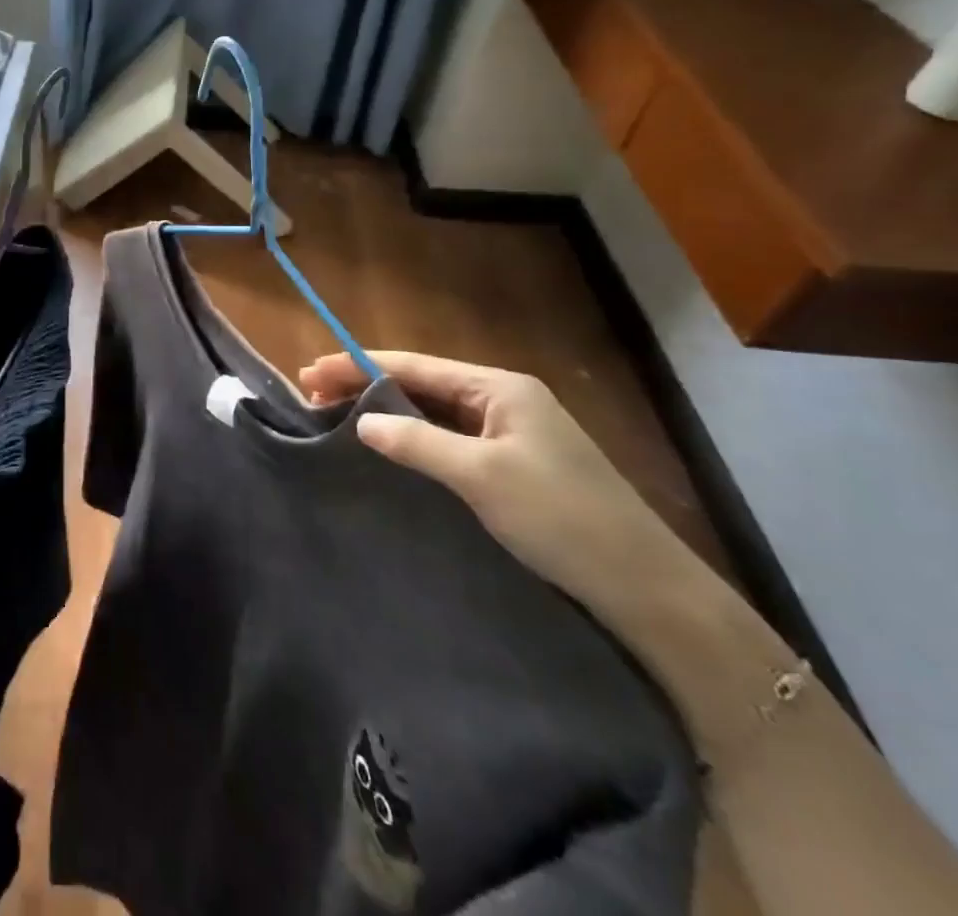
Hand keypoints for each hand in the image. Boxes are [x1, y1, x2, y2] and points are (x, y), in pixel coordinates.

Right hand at [299, 351, 687, 616]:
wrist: (647, 591)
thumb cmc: (563, 519)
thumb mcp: (483, 476)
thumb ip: (418, 443)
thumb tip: (362, 422)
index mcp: (500, 387)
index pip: (415, 366)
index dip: (358, 365)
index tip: (310, 371)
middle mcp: (503, 401)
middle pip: (421, 384)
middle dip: (366, 386)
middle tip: (311, 395)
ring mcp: (510, 435)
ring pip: (433, 413)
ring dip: (386, 413)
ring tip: (335, 418)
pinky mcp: (512, 468)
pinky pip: (449, 441)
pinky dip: (412, 440)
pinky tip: (386, 449)